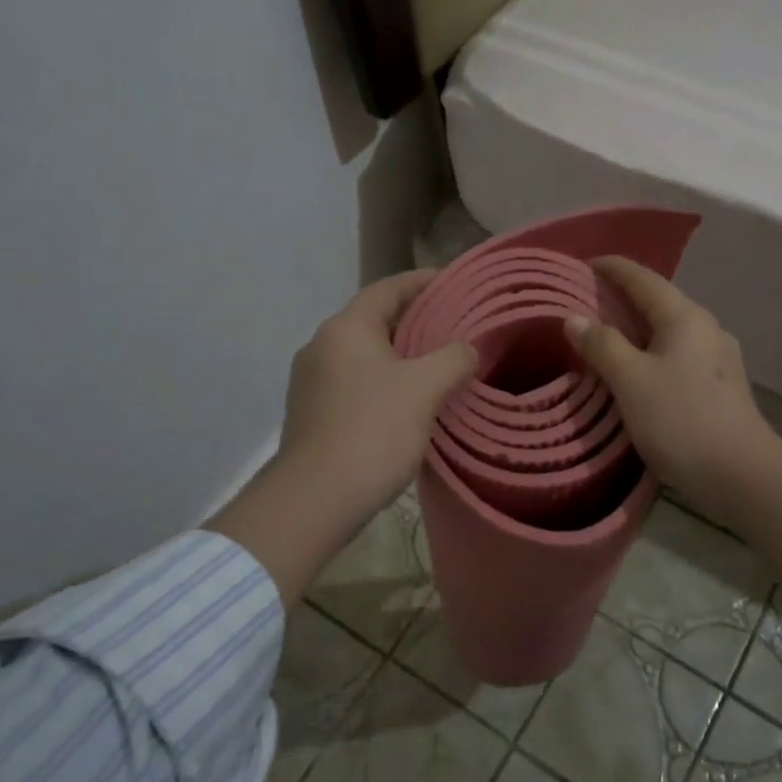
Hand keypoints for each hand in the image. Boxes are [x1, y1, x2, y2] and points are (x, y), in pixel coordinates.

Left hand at [208, 270, 473, 604]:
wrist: (315, 499)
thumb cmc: (372, 431)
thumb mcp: (424, 389)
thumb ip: (453, 358)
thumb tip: (468, 349)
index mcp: (346, 328)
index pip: (389, 288)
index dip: (424, 282)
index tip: (456, 282)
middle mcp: (322, 346)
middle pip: (376, 319)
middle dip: (416, 320)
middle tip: (457, 325)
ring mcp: (312, 381)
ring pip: (366, 354)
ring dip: (401, 354)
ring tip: (440, 363)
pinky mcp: (313, 413)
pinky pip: (356, 382)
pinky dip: (385, 381)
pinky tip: (411, 401)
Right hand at [563, 257, 776, 531]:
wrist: (742, 475)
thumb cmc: (681, 420)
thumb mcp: (631, 381)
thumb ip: (601, 345)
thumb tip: (574, 318)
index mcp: (685, 317)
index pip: (643, 279)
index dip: (612, 268)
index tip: (583, 264)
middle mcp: (706, 328)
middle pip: (659, 301)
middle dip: (622, 298)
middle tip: (586, 302)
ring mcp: (718, 358)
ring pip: (669, 330)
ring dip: (637, 328)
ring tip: (606, 336)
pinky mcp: (720, 386)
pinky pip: (678, 355)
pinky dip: (652, 352)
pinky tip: (638, 372)